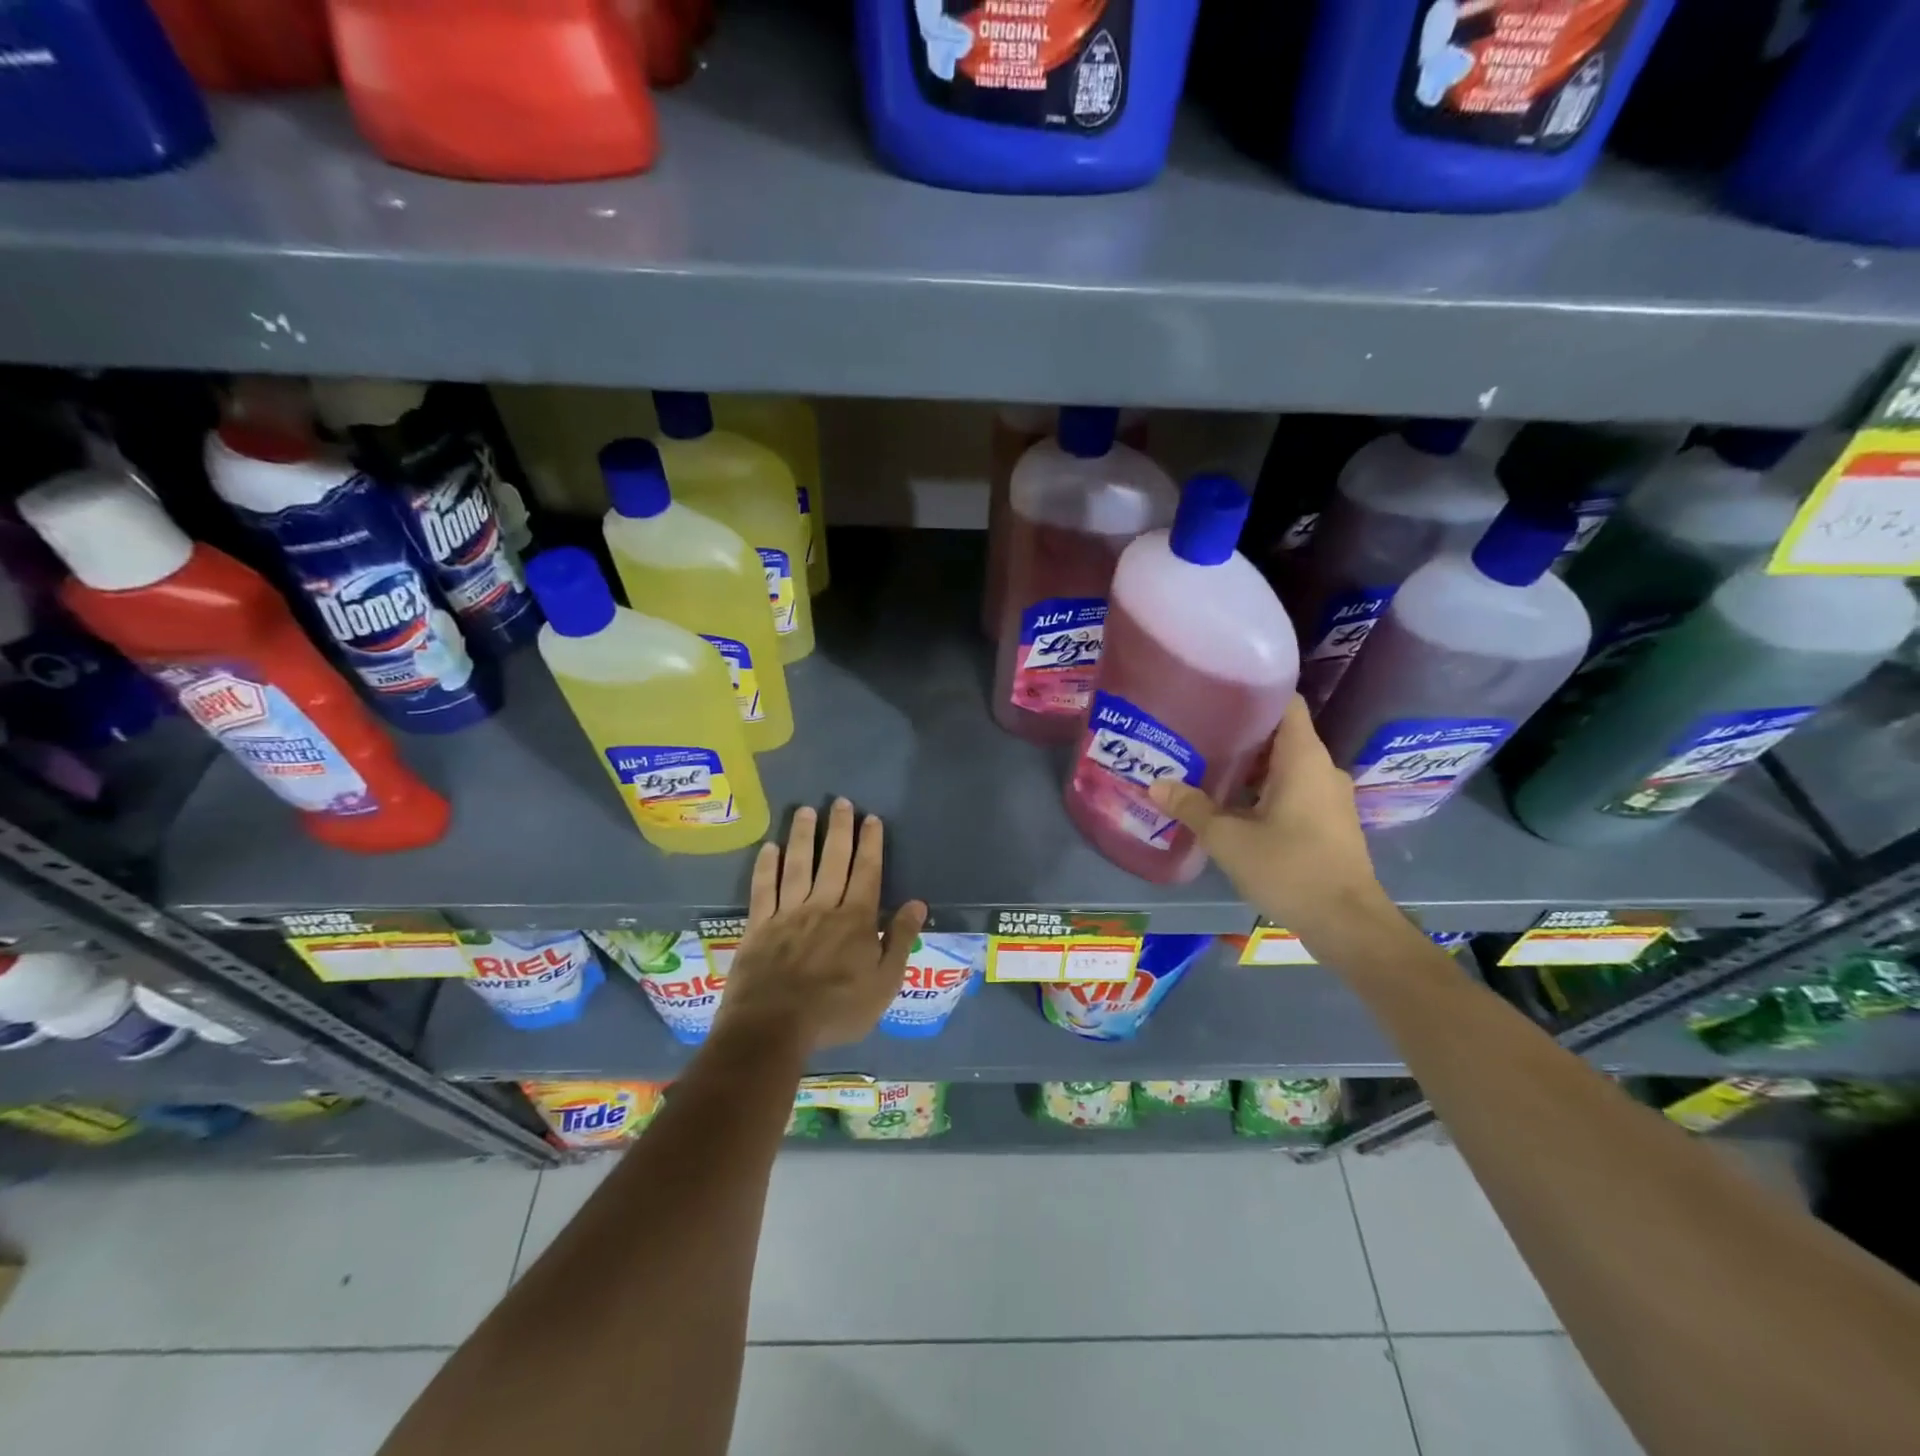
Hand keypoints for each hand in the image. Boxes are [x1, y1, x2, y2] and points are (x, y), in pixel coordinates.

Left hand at [713, 798, 927, 1053]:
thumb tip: (917, 904)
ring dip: (803, 836)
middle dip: (839, 829)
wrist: (774, 1027)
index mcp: (856, 919)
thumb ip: (900, 940)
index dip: (870, 843)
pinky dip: (766, 866)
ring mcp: (787, 913)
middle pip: (833, 859)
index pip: (867, 872)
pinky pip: (763, 888)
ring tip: (806, 810)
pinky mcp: (759, 925)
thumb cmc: (836, 1010)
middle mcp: (823, 906)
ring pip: (798, 865)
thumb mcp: (884, 983)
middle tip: (841, 801)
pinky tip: (770, 847)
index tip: (871, 818)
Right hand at [1149, 695, 1391, 942]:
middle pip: (1281, 734)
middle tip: (1199, 733)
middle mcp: (1322, 769)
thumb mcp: (1229, 839)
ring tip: (1208, 767)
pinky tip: (1233, 804)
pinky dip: (1265, 789)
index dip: (1255, 692)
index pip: (1286, 703)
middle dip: (1241, 733)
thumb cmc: (1289, 868)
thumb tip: (1155, 784)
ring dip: (1252, 766)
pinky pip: (1294, 790)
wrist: (1347, 923)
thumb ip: (1192, 807)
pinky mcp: (1330, 822)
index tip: (1218, 694)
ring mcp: (1330, 797)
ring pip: (1286, 765)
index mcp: (1303, 758)